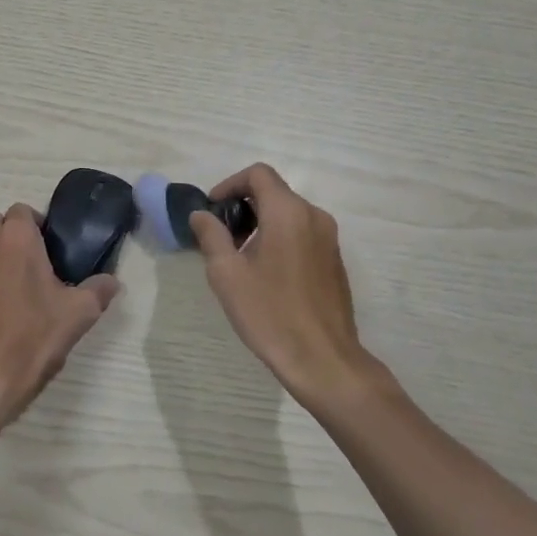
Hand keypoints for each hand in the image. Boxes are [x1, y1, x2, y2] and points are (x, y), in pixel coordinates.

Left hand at [0, 204, 119, 426]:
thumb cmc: (32, 335)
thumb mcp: (78, 314)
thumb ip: (99, 290)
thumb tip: (112, 281)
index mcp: (16, 237)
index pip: (23, 210)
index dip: (38, 225)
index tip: (53, 250)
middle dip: (14, 235)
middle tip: (37, 263)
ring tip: (21, 285)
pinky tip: (2, 306)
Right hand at [190, 164, 373, 405]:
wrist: (324, 361)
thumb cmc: (270, 313)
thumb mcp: (227, 274)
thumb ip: (211, 236)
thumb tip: (201, 215)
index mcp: (288, 212)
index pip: (258, 174)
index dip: (230, 184)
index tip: (212, 210)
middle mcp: (314, 216)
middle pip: (274, 192)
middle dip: (243, 206)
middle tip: (220, 236)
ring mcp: (329, 239)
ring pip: (289, 213)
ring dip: (261, 223)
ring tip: (240, 257)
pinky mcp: (334, 261)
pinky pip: (303, 233)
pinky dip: (280, 238)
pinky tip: (266, 274)